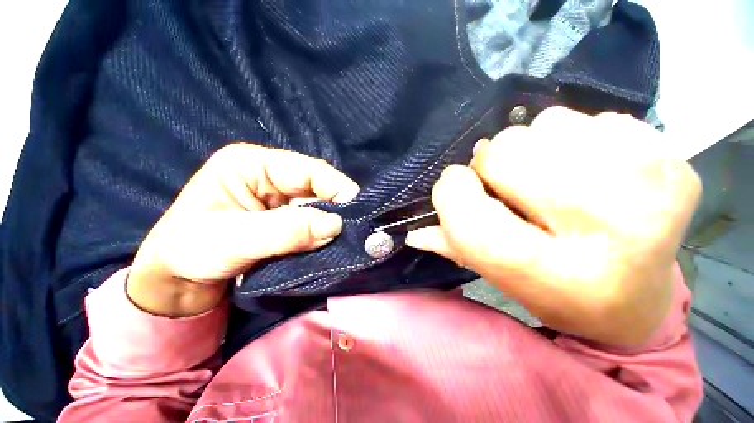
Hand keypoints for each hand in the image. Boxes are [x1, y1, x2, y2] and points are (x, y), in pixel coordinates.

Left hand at [128, 144, 359, 316]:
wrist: (177, 282)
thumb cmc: (188, 253)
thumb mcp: (231, 241)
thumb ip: (284, 231)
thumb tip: (336, 226)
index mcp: (253, 164)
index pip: (309, 170)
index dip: (337, 188)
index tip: (358, 212)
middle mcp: (272, 176)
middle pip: (319, 188)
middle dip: (339, 209)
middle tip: (358, 231)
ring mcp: (281, 199)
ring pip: (320, 207)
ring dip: (333, 224)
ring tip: (349, 240)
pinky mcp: (287, 219)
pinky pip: (314, 223)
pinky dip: (325, 234)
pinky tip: (333, 244)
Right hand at [406, 108, 700, 345]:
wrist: (639, 299)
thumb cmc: (559, 293)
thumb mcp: (499, 277)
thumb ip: (455, 246)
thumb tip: (413, 233)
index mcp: (554, 274)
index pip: (472, 220)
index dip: (450, 193)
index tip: (454, 185)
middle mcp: (608, 231)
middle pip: (505, 155)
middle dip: (490, 164)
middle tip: (507, 185)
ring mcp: (651, 188)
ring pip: (545, 124)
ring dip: (532, 149)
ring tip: (551, 179)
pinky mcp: (673, 159)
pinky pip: (591, 118)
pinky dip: (575, 139)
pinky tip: (590, 171)